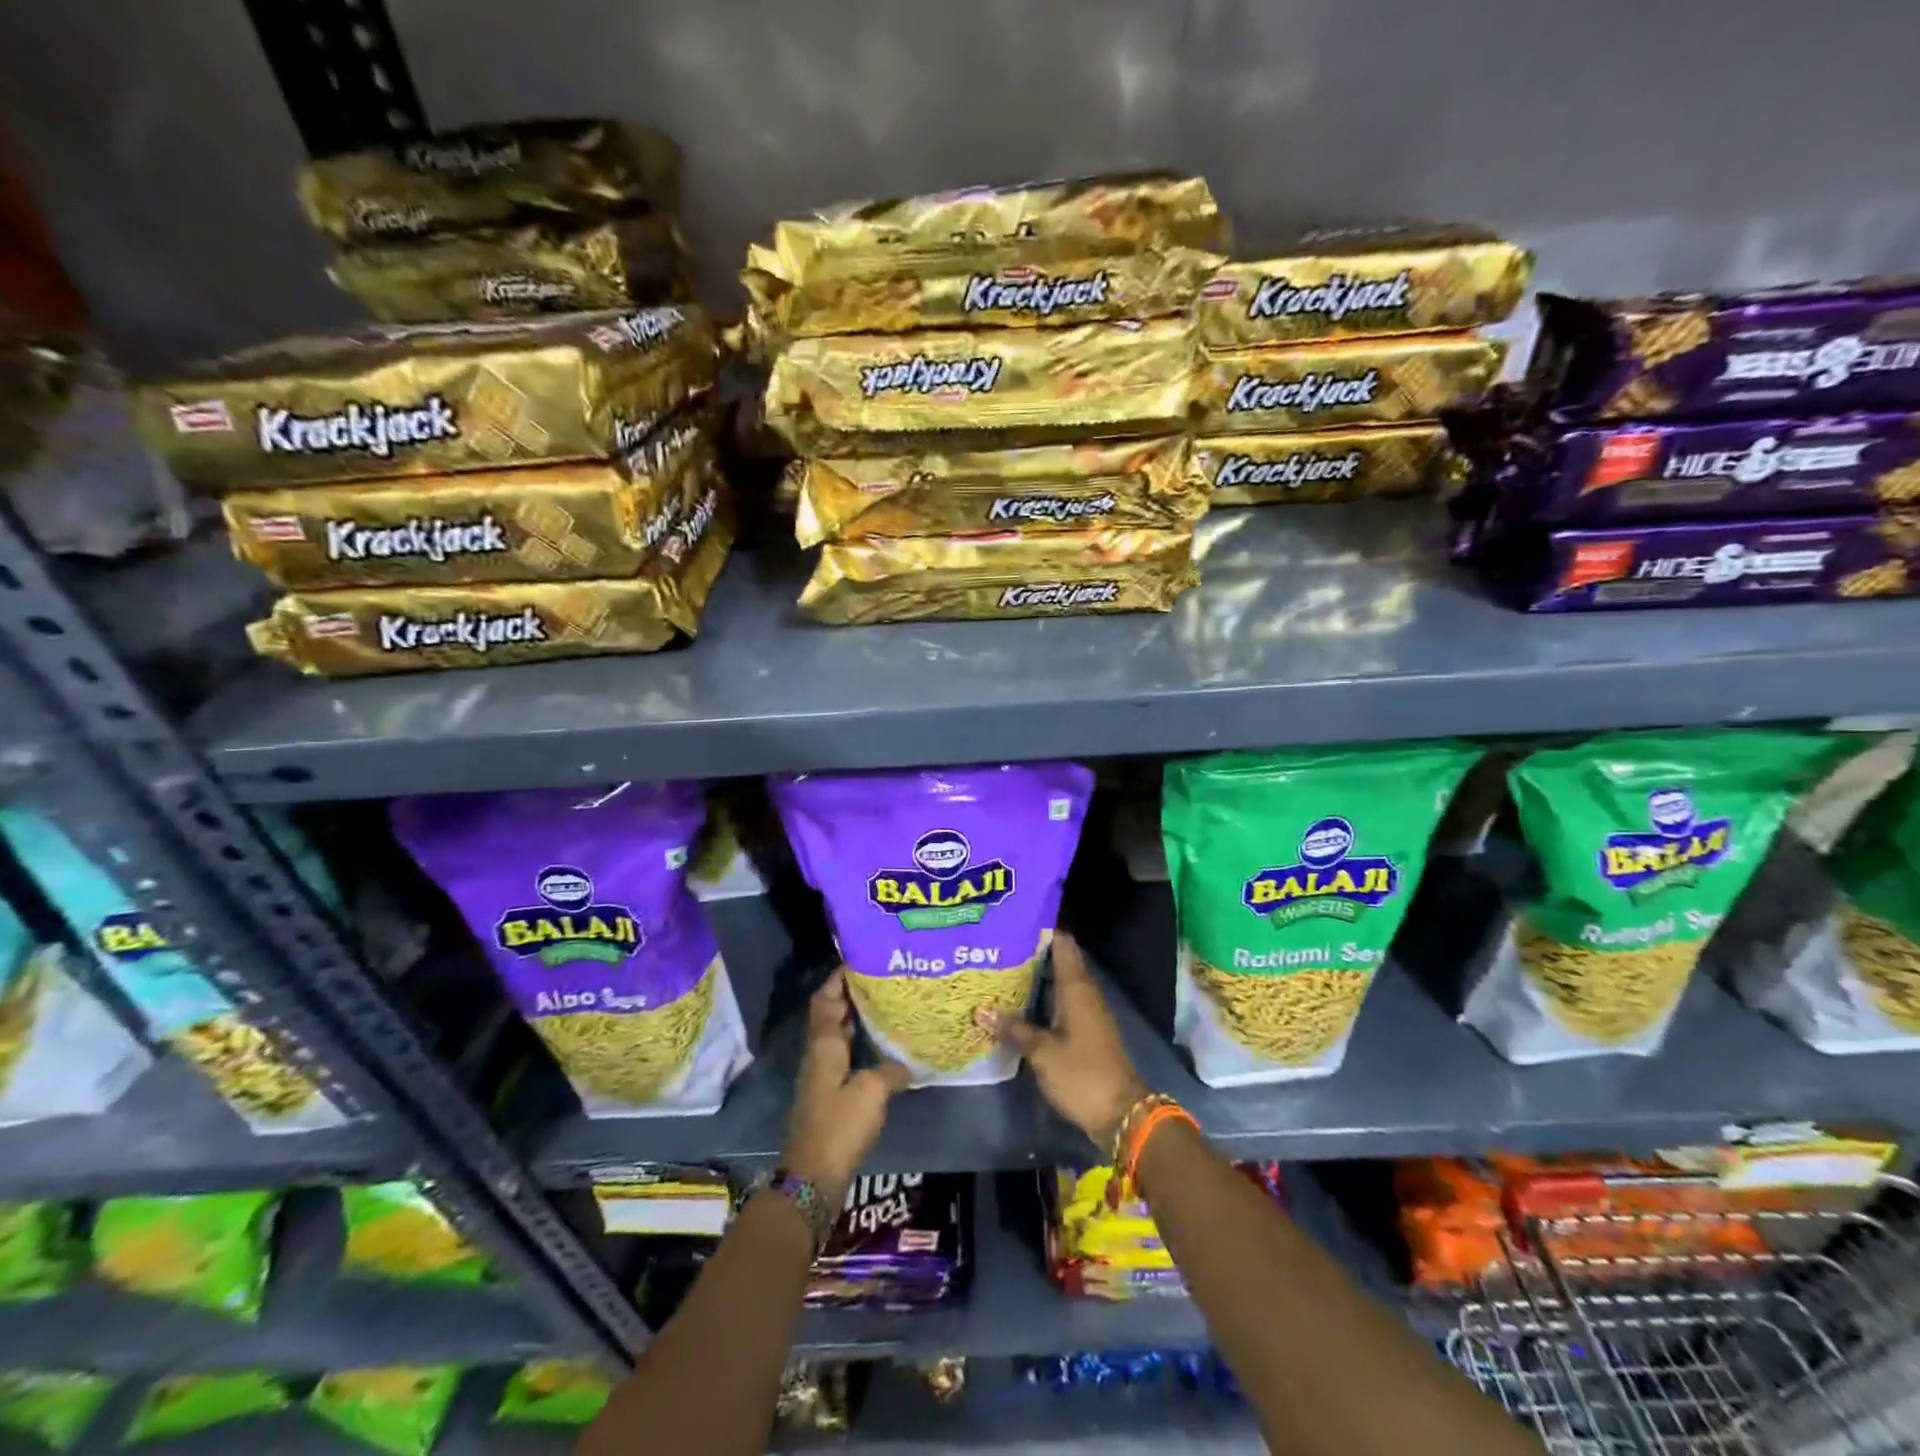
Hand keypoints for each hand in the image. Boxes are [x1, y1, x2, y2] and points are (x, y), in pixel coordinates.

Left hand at [782, 968, 910, 1206]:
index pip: (825, 998)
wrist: (813, 1177)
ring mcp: (822, 1074)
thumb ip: (892, 1069)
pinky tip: (881, 1043)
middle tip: (881, 978)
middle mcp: (819, 1052)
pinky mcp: (829, 1093)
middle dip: (850, 993)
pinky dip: (858, 1041)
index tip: (861, 960)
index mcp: (824, 1044)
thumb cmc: (839, 1126)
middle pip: (830, 1012)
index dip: (838, 978)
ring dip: (855, 1017)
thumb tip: (913, 1058)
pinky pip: (843, 1053)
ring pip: (836, 1033)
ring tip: (885, 1003)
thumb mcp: (872, 1092)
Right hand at [982, 929, 1146, 1150]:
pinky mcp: (1087, 1030)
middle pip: (1060, 960)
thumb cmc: (1082, 1074)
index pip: (1062, 944)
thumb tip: (981, 1009)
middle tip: (999, 945)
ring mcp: (1088, 1012)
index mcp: (1077, 988)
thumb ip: (1013, 1029)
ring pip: (1060, 982)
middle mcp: (1085, 993)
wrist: (1121, 1113)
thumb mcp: (1042, 1052)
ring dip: (1037, 975)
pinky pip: (1063, 1001)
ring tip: (1003, 969)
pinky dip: (1044, 997)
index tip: (1014, 920)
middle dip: (1033, 952)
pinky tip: (1021, 1003)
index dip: (1042, 929)